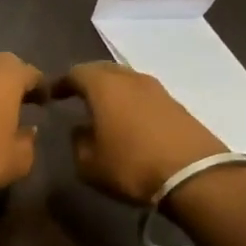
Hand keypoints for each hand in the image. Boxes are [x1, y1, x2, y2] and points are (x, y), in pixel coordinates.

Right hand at [52, 61, 225, 204]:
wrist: (194, 176)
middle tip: (75, 95)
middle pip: (103, 70)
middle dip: (87, 80)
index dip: (61, 83)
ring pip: (127, 80)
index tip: (51, 95)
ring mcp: (158, 90)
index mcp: (104, 87)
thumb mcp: (89, 164)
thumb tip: (81, 130)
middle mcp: (131, 79)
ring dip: (112, 90)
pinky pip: (144, 95)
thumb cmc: (131, 166)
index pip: (76, 73)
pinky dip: (130, 101)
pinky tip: (127, 119)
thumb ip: (78, 142)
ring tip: (101, 107)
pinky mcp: (176, 104)